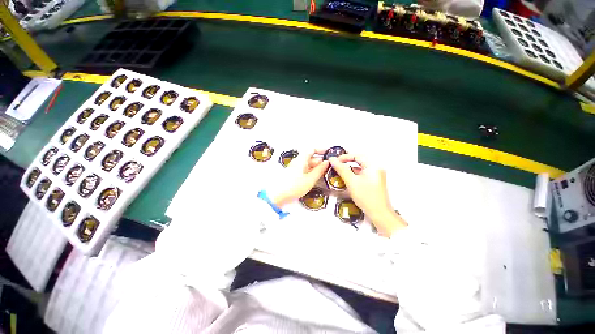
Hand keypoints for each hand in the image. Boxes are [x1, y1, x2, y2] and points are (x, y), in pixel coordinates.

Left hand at [272, 149, 328, 206]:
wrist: (277, 196)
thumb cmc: (294, 186)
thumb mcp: (310, 179)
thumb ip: (319, 170)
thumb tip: (327, 162)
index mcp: (301, 159)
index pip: (311, 149)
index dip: (321, 150)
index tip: (329, 154)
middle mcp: (297, 162)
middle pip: (310, 157)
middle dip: (319, 162)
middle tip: (328, 168)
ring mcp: (294, 168)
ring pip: (307, 164)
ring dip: (315, 168)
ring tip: (323, 175)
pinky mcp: (293, 175)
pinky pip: (304, 170)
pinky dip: (310, 172)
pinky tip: (314, 179)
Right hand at [329, 154, 406, 236]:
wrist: (378, 213)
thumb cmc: (366, 197)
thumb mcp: (351, 181)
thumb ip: (341, 169)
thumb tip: (333, 160)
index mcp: (373, 165)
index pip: (357, 155)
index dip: (344, 157)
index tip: (335, 161)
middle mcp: (376, 168)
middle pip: (359, 161)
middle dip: (347, 163)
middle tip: (336, 165)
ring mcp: (376, 175)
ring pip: (360, 168)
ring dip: (350, 169)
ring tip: (339, 172)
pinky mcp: (374, 181)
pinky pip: (362, 174)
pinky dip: (354, 175)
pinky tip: (347, 179)